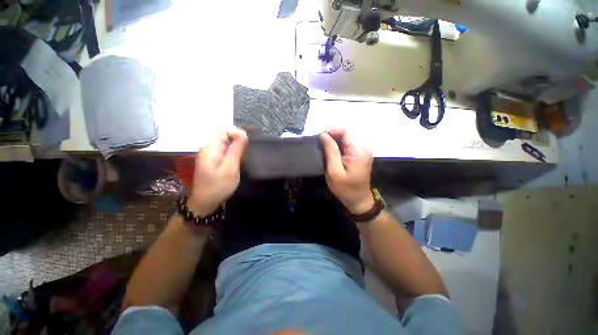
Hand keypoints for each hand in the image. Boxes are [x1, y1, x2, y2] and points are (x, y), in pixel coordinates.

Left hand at [189, 127, 247, 215]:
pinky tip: (237, 158)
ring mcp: (208, 155)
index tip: (247, 141)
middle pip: (222, 135)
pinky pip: (222, 150)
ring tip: (244, 153)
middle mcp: (207, 149)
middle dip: (236, 138)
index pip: (222, 131)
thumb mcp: (230, 169)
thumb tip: (243, 135)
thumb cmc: (218, 187)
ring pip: (223, 142)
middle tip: (248, 148)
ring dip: (235, 144)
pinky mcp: (211, 161)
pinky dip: (231, 150)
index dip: (236, 132)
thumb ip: (236, 151)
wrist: (204, 203)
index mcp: (210, 149)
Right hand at [320, 129, 374, 214]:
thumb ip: (330, 151)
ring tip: (324, 147)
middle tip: (320, 143)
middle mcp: (364, 147)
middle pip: (347, 133)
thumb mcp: (334, 170)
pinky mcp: (361, 154)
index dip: (332, 131)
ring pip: (348, 138)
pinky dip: (339, 145)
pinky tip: (332, 151)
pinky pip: (349, 144)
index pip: (346, 131)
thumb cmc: (345, 188)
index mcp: (358, 150)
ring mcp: (364, 150)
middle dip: (333, 135)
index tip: (320, 137)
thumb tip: (324, 135)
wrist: (358, 200)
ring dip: (335, 140)